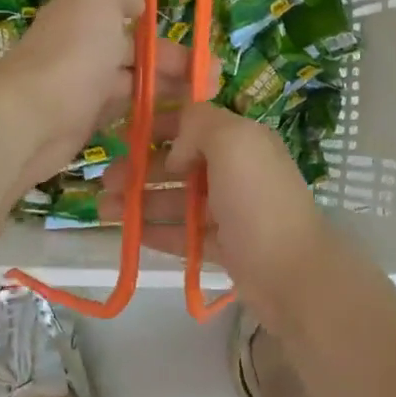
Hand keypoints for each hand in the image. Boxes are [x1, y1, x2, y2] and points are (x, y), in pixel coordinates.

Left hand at [0, 0, 190, 192]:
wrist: (30, 120)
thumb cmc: (72, 53)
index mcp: (88, 6)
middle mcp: (86, 40)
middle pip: (138, 41)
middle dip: (177, 51)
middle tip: (212, 68)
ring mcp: (87, 81)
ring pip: (138, 76)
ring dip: (172, 81)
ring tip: (206, 95)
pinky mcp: (88, 116)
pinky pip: (127, 107)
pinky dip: (152, 108)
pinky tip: (176, 117)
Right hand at [104, 103, 330, 316]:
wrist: (292, 273)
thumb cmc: (258, 201)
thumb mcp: (233, 142)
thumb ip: (199, 126)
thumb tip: (176, 150)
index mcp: (242, 141)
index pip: (195, 124)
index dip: (159, 126)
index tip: (125, 135)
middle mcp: (237, 171)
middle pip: (181, 164)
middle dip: (141, 168)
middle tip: (106, 180)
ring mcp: (231, 211)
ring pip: (178, 201)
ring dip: (141, 202)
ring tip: (103, 210)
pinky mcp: (225, 246)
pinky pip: (185, 234)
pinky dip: (158, 232)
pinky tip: (130, 235)